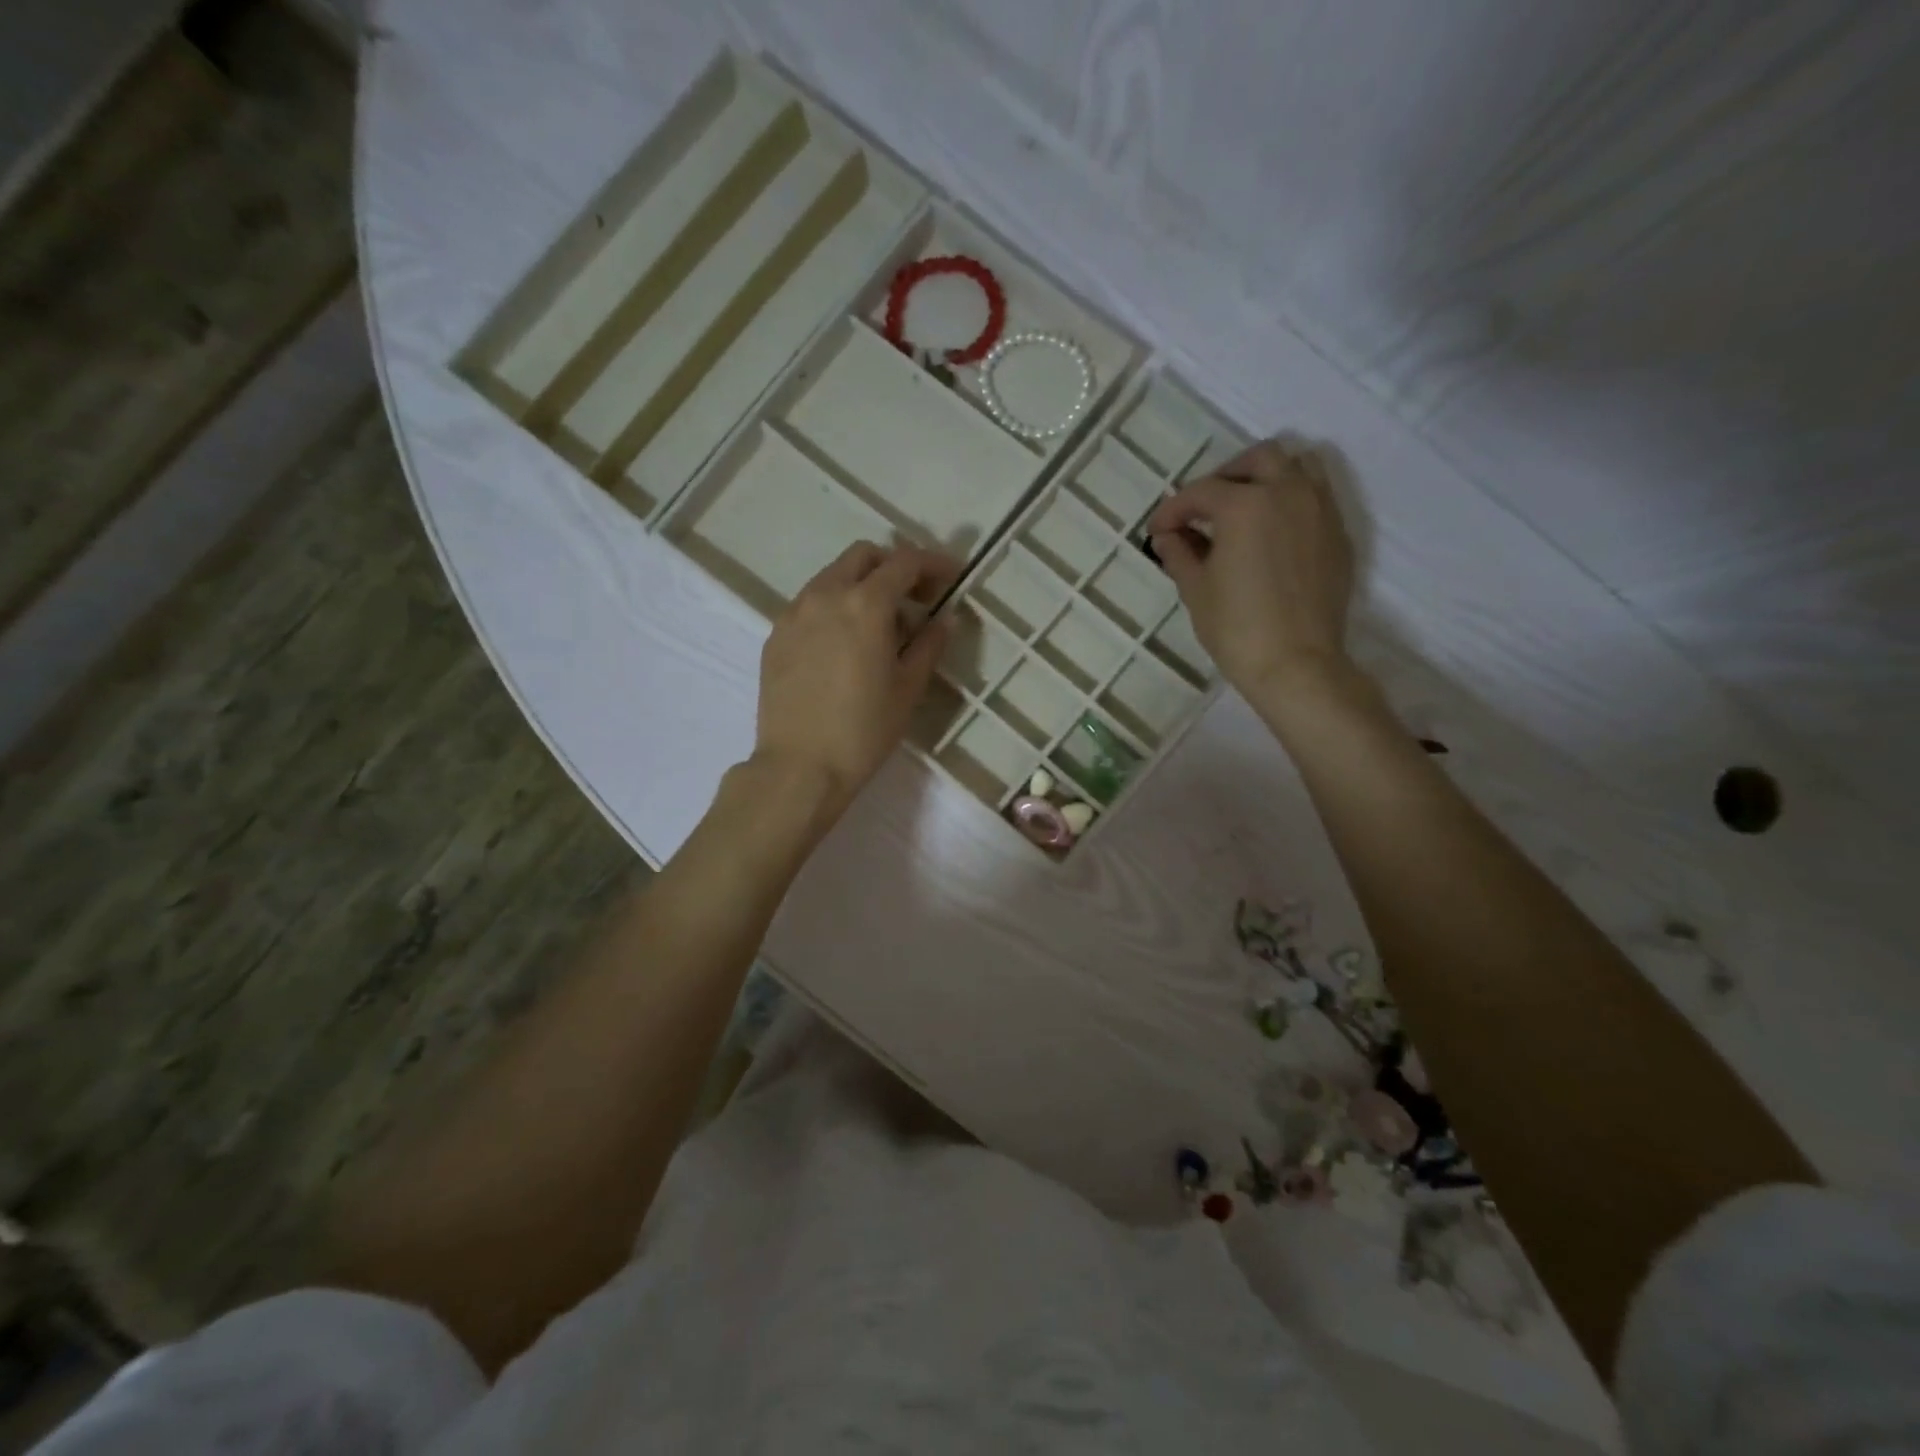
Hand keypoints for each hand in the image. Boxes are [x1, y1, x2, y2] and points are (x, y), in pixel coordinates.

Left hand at [754, 541, 958, 821]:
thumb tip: (944, 618)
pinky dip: (835, 607)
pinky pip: (810, 604)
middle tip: (915, 599)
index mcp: (865, 604)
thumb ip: (929, 644)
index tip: (952, 577)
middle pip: (863, 556)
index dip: (934, 563)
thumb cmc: (864, 730)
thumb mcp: (908, 688)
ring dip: (862, 585)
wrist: (800, 767)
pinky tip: (844, 644)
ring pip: (832, 577)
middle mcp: (825, 595)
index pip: (905, 562)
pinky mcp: (775, 635)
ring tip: (880, 626)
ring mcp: (794, 613)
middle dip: (894, 566)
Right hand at [1145, 440, 1355, 698]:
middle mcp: (1288, 493)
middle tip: (1204, 509)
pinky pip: (1316, 497)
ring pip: (1297, 467)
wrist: (1297, 664)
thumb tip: (1167, 537)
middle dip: (1225, 477)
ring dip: (1266, 478)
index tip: (1157, 531)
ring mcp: (1320, 510)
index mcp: (1245, 504)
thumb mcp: (1196, 589)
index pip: (1200, 493)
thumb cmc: (1237, 628)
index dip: (1172, 510)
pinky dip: (1291, 501)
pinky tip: (1272, 533)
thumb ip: (1179, 553)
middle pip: (1257, 459)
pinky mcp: (1338, 535)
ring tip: (1244, 509)